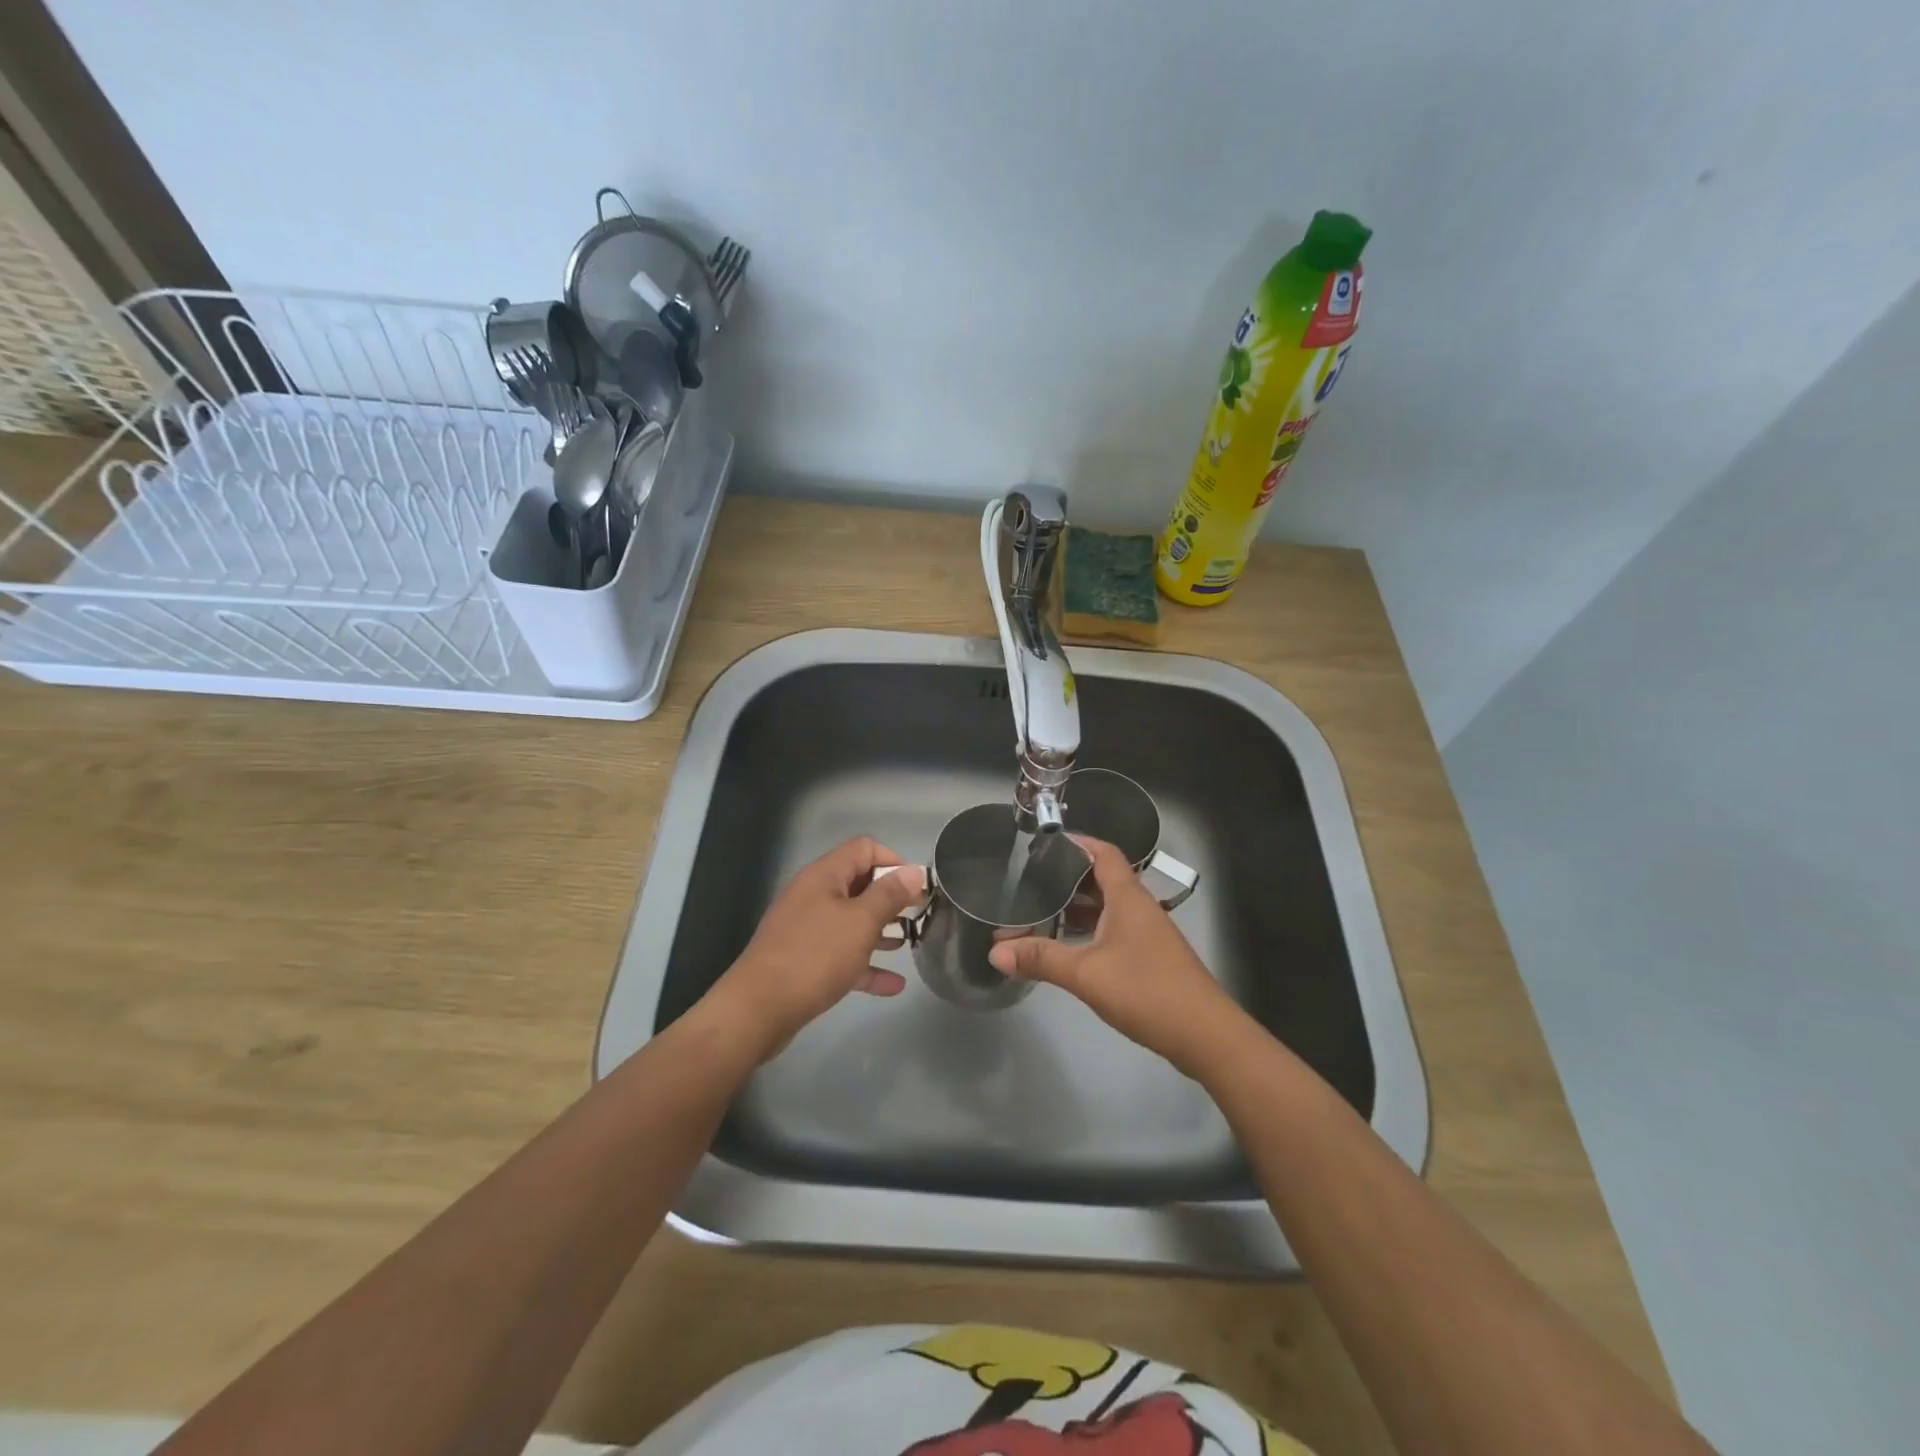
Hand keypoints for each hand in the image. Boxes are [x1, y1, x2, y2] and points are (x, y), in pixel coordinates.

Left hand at [705, 837, 924, 1061]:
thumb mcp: (861, 922)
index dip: (894, 861)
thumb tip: (914, 871)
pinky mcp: (803, 960)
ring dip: (881, 930)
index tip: (917, 887)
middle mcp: (813, 895)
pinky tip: (893, 984)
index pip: (864, 848)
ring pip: (851, 921)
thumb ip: (890, 895)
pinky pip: (842, 955)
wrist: (758, 1010)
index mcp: (824, 876)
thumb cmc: (815, 956)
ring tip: (911, 944)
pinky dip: (866, 964)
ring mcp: (806, 929)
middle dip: (891, 898)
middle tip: (920, 915)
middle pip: (859, 884)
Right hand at [989, 836, 1242, 1075]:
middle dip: (1068, 879)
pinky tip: (1069, 948)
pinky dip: (1090, 932)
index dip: (1077, 843)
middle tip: (1031, 881)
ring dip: (1078, 909)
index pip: (1103, 853)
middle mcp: (1139, 908)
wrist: (1205, 1035)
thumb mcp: (1086, 973)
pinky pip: (1114, 931)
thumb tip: (995, 950)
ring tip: (1041, 913)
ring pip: (1108, 909)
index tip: (1045, 843)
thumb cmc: (1146, 990)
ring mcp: (1148, 935)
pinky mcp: (1151, 959)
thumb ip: (1041, 959)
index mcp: (1128, 898)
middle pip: (1102, 880)